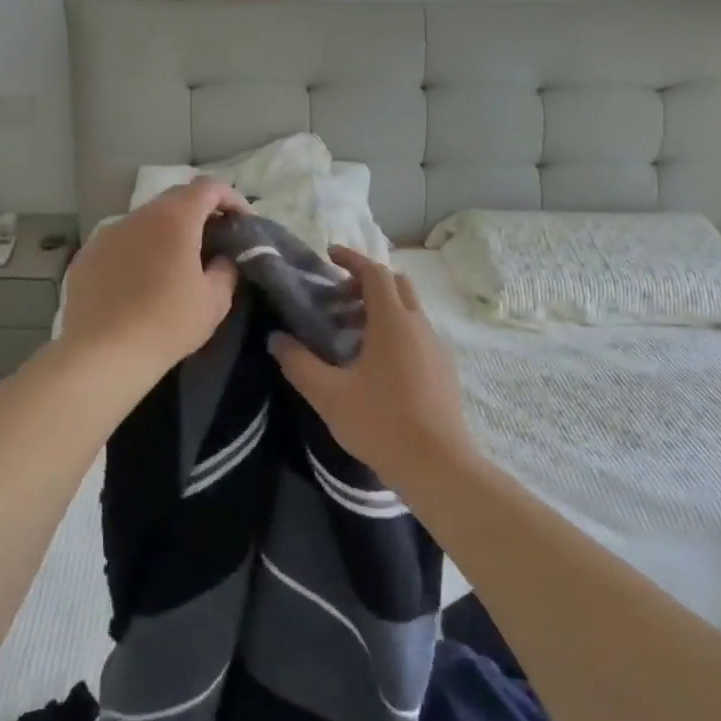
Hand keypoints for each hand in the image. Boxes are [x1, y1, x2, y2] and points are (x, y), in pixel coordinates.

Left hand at [58, 178, 244, 381]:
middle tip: (213, 240)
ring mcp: (107, 233)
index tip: (242, 222)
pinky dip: (138, 250)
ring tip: (175, 262)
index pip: (209, 187)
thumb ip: (226, 268)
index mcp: (174, 218)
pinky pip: (121, 242)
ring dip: (166, 232)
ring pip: (145, 220)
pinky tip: (140, 280)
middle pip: (175, 199)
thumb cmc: (167, 324)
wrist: (102, 354)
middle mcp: (138, 216)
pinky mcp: (86, 255)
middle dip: (199, 213)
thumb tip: (221, 257)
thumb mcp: (214, 300)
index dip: (231, 198)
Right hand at [270, 247, 476, 488]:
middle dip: (367, 282)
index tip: (330, 255)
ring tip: (351, 333)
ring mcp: (436, 347)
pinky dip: (396, 329)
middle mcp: (419, 325)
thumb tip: (276, 339)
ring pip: (409, 309)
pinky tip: (377, 363)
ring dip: (381, 308)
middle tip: (337, 299)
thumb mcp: (328, 394)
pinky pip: (418, 332)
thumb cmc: (380, 423)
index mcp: (393, 321)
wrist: (438, 465)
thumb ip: (298, 363)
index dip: (352, 259)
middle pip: (396, 284)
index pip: (374, 272)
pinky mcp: (444, 369)